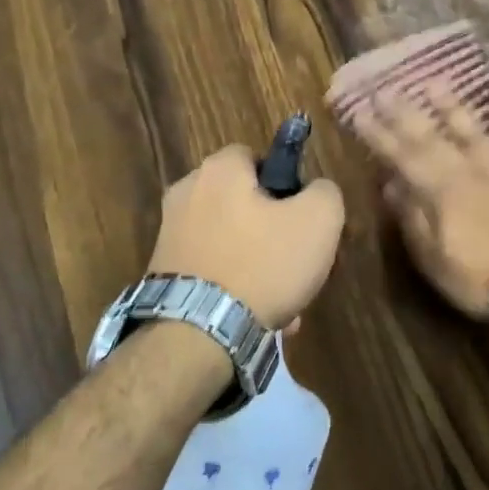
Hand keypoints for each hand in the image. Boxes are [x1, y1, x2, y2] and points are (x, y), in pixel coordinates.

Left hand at [147, 144, 344, 330]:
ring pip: (232, 242)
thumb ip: (325, 192)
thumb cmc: (262, 265)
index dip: (285, 181)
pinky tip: (258, 318)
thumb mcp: (319, 220)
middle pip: (244, 203)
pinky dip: (235, 288)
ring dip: (259, 267)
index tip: (303, 215)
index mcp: (218, 170)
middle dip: (274, 232)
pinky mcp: (163, 273)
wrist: (198, 333)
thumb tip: (315, 191)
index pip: (256, 156)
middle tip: (298, 262)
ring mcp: (169, 235)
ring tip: (284, 302)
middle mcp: (186, 194)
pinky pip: (213, 271)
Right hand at [349, 92, 488, 323]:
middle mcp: (466, 169)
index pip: (400, 155)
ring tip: (434, 83)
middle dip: (405, 112)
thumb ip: (411, 217)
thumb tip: (390, 185)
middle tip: (386, 89)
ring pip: (472, 129)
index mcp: (438, 190)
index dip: (378, 133)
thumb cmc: (479, 277)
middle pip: (431, 135)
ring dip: (451, 106)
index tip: (359, 112)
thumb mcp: (432, 258)